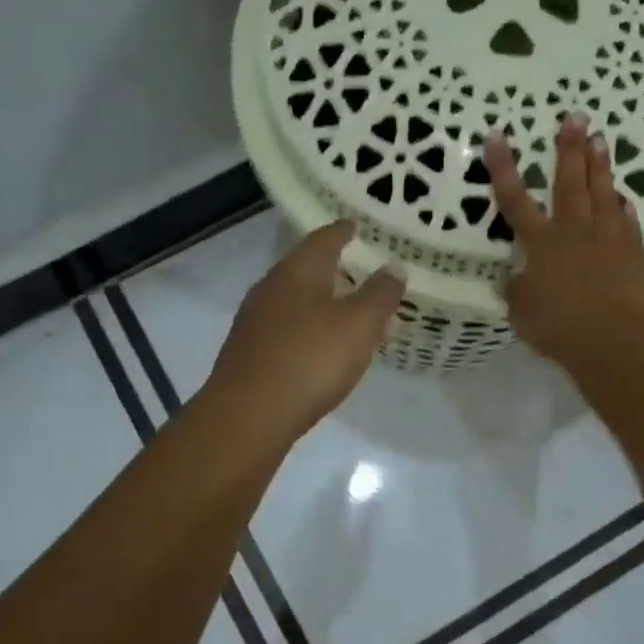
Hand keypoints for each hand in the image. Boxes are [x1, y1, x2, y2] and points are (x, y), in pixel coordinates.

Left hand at [204, 221, 404, 442]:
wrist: (249, 416)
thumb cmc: (310, 359)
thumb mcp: (359, 324)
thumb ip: (380, 294)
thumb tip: (394, 267)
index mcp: (297, 271)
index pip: (324, 238)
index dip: (345, 232)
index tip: (359, 227)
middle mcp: (271, 288)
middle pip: (309, 270)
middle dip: (339, 271)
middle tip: (367, 274)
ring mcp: (256, 323)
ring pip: (299, 303)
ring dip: (327, 305)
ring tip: (355, 316)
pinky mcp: (251, 354)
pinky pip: (290, 331)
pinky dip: (313, 332)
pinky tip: (327, 350)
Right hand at [486, 115, 643, 370]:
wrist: (616, 340)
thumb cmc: (561, 328)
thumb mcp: (523, 315)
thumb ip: (516, 292)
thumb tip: (510, 279)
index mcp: (542, 244)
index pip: (516, 200)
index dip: (503, 167)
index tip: (496, 136)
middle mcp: (575, 230)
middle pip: (569, 182)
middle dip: (568, 148)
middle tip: (574, 116)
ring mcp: (608, 237)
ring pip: (603, 192)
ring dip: (600, 164)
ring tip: (600, 138)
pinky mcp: (634, 250)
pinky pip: (627, 219)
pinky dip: (622, 205)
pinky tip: (621, 196)